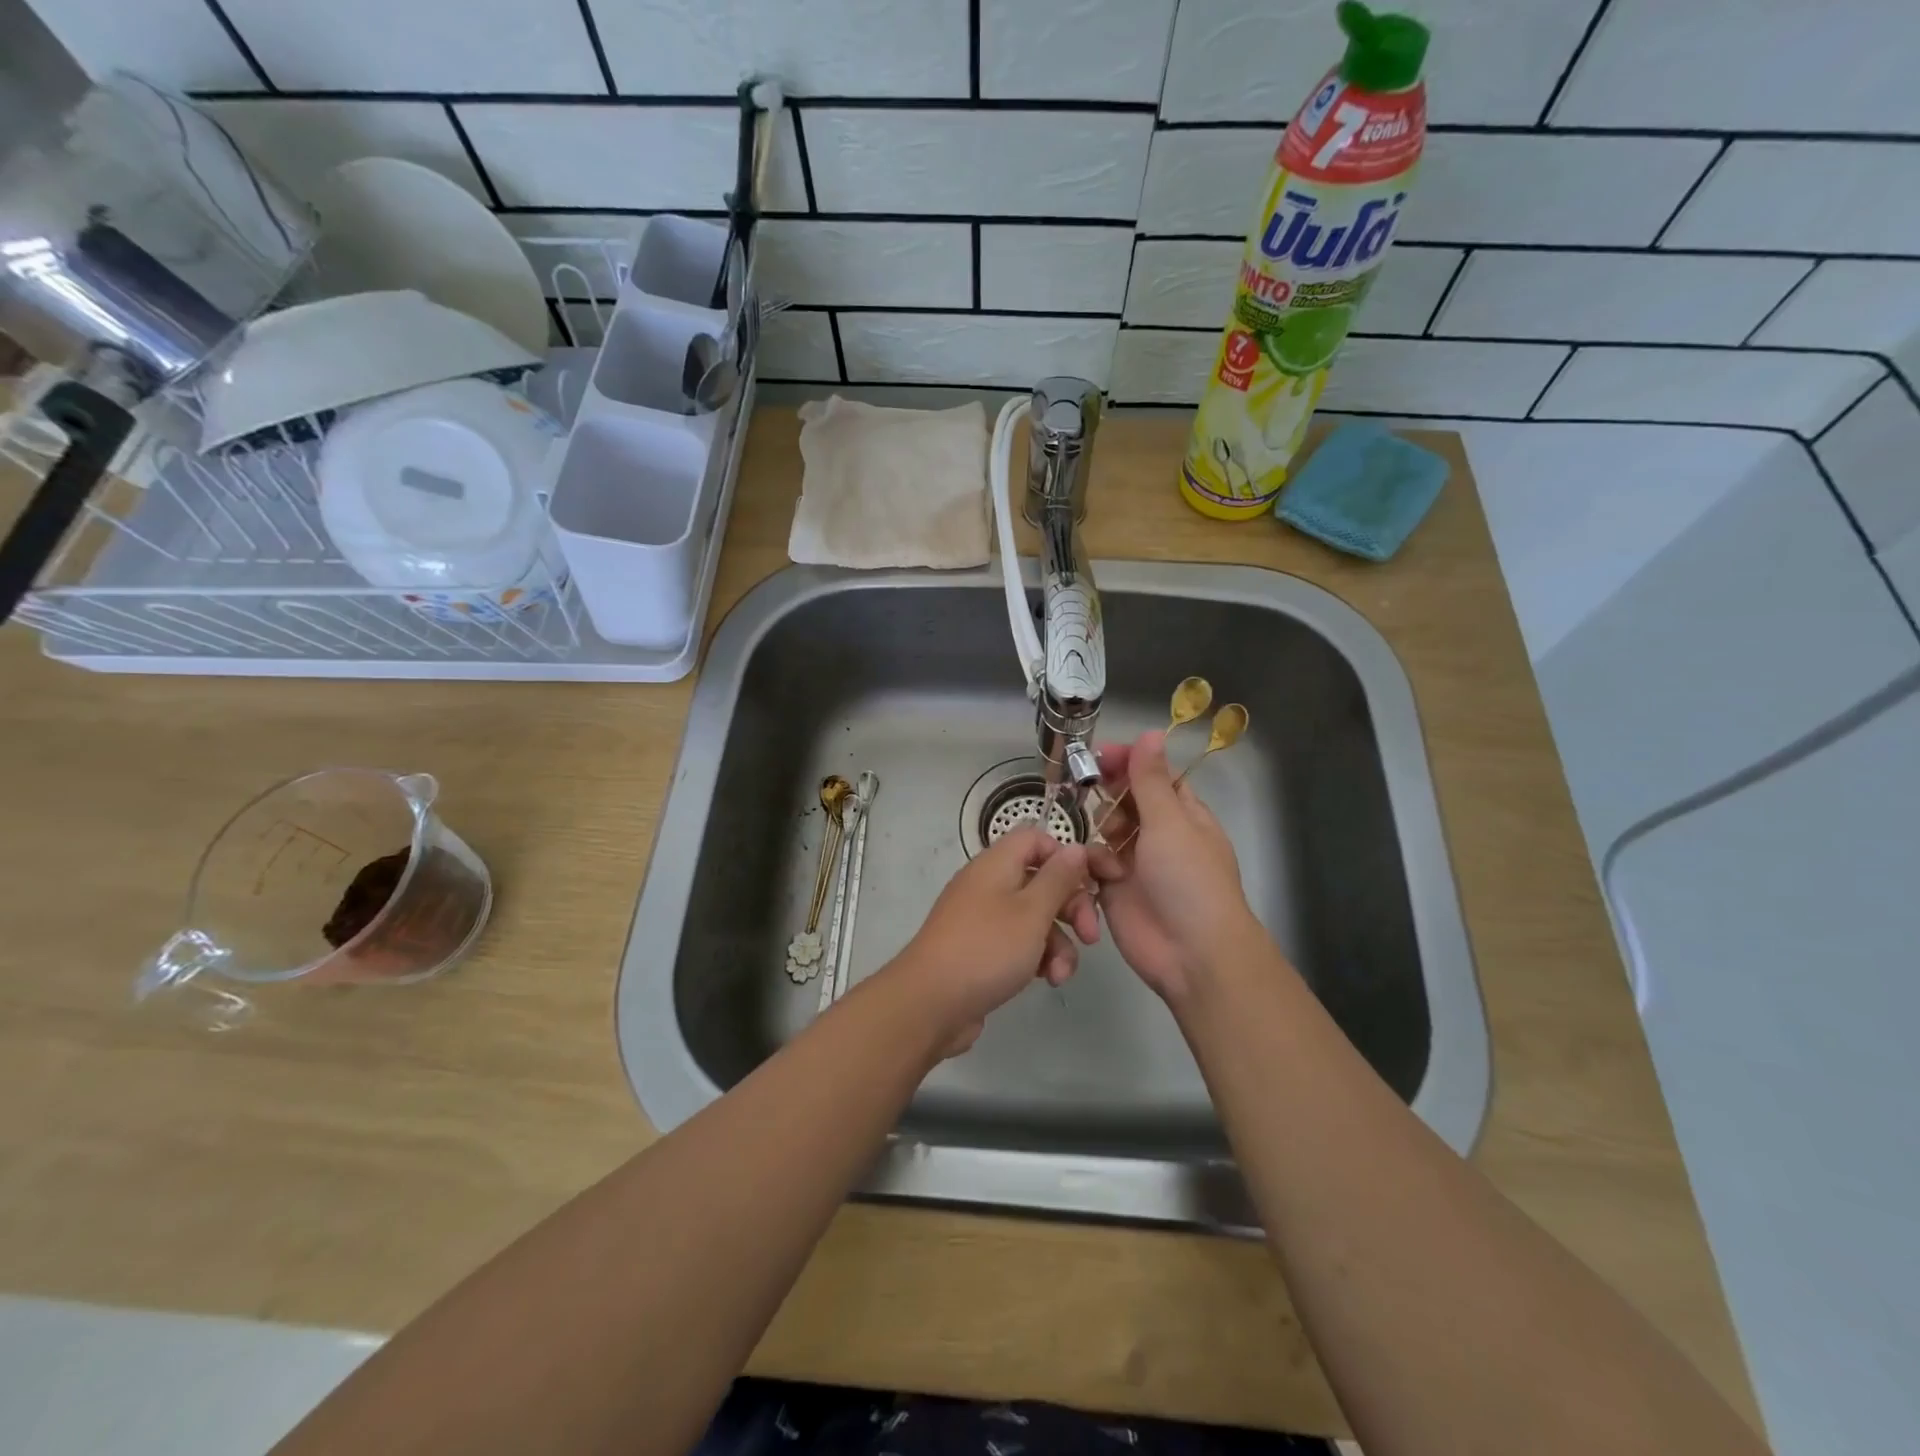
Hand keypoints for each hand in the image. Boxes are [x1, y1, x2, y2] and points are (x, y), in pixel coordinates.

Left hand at [884, 827, 1100, 1055]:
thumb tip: (1075, 848)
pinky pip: (1019, 943)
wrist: (930, 1003)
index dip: (1067, 855)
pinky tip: (1047, 980)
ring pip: (1035, 918)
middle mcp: (988, 884)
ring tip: (1061, 973)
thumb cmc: (987, 948)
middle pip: (1041, 880)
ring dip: (1058, 942)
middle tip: (1090, 935)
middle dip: (1072, 907)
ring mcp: (983, 918)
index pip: (1037, 839)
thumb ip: (1058, 878)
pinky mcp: (982, 950)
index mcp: (996, 864)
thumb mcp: (1032, 911)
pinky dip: (1037, 957)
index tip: (1095, 881)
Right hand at [1089, 731, 1259, 1005]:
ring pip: (1106, 831)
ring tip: (1109, 845)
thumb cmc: (1188, 880)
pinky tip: (1102, 875)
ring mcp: (1136, 863)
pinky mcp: (1114, 890)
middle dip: (1110, 796)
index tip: (1100, 755)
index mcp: (1184, 815)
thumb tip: (1152, 732)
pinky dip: (1094, 865)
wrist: (1191, 953)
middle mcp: (1160, 835)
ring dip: (1103, 832)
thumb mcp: (1171, 822)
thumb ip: (1151, 780)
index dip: (1130, 762)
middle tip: (1092, 791)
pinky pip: (1094, 864)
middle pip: (1126, 801)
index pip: (1155, 776)